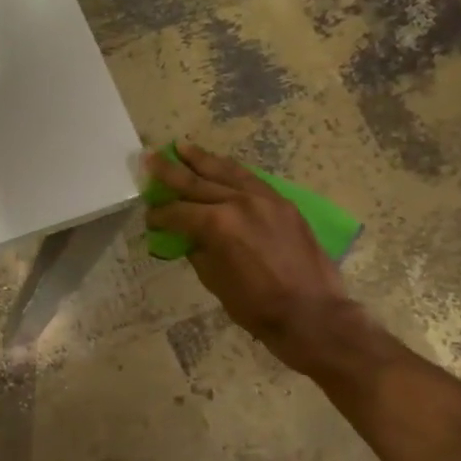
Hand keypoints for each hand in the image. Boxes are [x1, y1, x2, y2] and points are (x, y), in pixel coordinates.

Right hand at [144, 144, 367, 377]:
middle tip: (150, 158)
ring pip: (227, 172)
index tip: (149, 217)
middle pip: (198, 182)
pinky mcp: (283, 204)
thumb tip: (188, 238)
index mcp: (217, 224)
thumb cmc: (256, 306)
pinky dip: (232, 171)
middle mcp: (239, 202)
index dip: (160, 215)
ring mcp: (265, 199)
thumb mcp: (215, 281)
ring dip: (202, 159)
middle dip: (170, 171)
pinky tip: (221, 166)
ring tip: (183, 147)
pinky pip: (252, 179)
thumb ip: (199, 252)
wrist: (311, 313)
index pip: (178, 213)